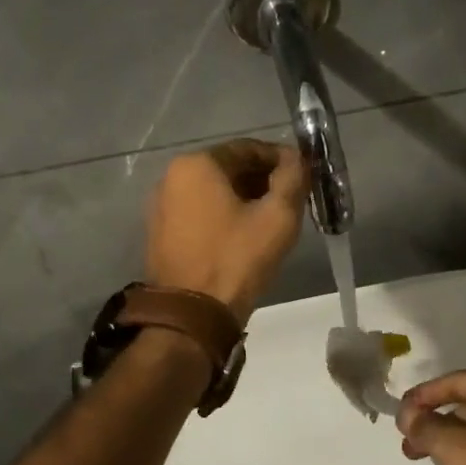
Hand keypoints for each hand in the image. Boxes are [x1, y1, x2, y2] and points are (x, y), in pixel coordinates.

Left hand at [146, 140, 308, 322]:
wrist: (192, 316)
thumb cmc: (237, 259)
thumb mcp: (278, 216)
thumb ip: (293, 177)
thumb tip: (297, 158)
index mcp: (197, 164)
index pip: (249, 148)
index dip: (282, 160)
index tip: (303, 177)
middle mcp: (172, 177)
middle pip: (229, 169)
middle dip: (263, 180)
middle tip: (292, 202)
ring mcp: (162, 206)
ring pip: (214, 192)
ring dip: (245, 199)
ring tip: (272, 222)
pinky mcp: (161, 233)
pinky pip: (200, 212)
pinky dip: (224, 216)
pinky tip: (245, 237)